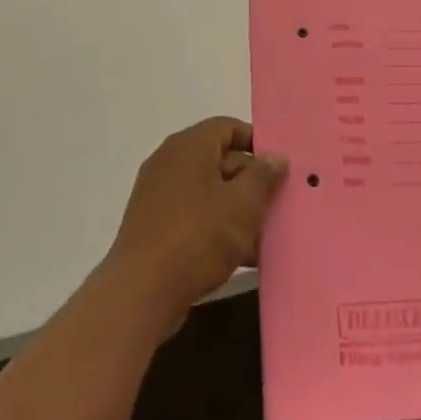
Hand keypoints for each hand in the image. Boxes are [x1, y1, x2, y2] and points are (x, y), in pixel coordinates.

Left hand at [104, 117, 288, 332]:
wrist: (141, 292)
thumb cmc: (198, 236)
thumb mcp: (243, 204)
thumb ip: (264, 176)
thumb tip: (276, 156)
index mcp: (189, 146)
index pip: (227, 127)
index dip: (256, 142)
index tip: (279, 167)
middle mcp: (170, 162)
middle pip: (219, 160)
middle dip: (251, 182)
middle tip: (279, 204)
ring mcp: (158, 195)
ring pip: (209, 193)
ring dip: (237, 210)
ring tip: (266, 235)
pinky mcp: (153, 226)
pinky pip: (193, 217)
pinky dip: (216, 229)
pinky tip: (242, 256)